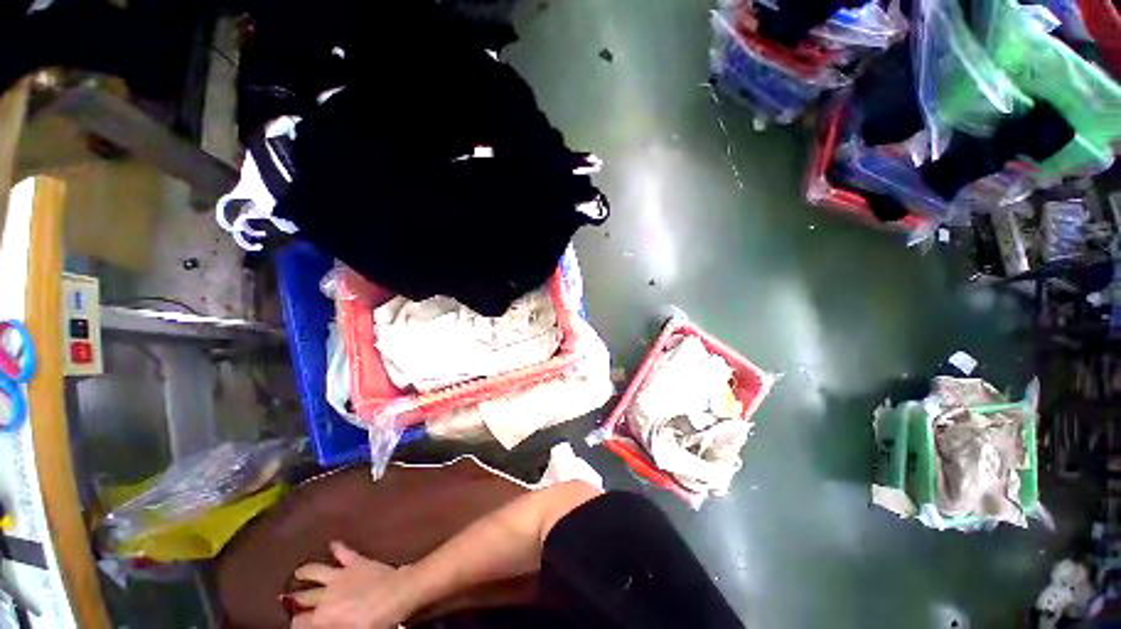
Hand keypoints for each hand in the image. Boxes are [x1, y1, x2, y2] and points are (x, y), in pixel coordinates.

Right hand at [288, 541, 416, 628]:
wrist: (398, 594)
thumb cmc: (375, 621)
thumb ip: (332, 628)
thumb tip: (324, 625)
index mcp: (322, 617)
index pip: (299, 622)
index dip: (296, 623)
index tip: (295, 623)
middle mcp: (325, 595)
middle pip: (303, 597)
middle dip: (294, 599)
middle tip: (286, 598)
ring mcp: (340, 575)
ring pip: (315, 571)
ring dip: (305, 571)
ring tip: (298, 572)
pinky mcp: (356, 561)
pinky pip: (344, 552)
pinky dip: (338, 547)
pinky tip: (333, 542)